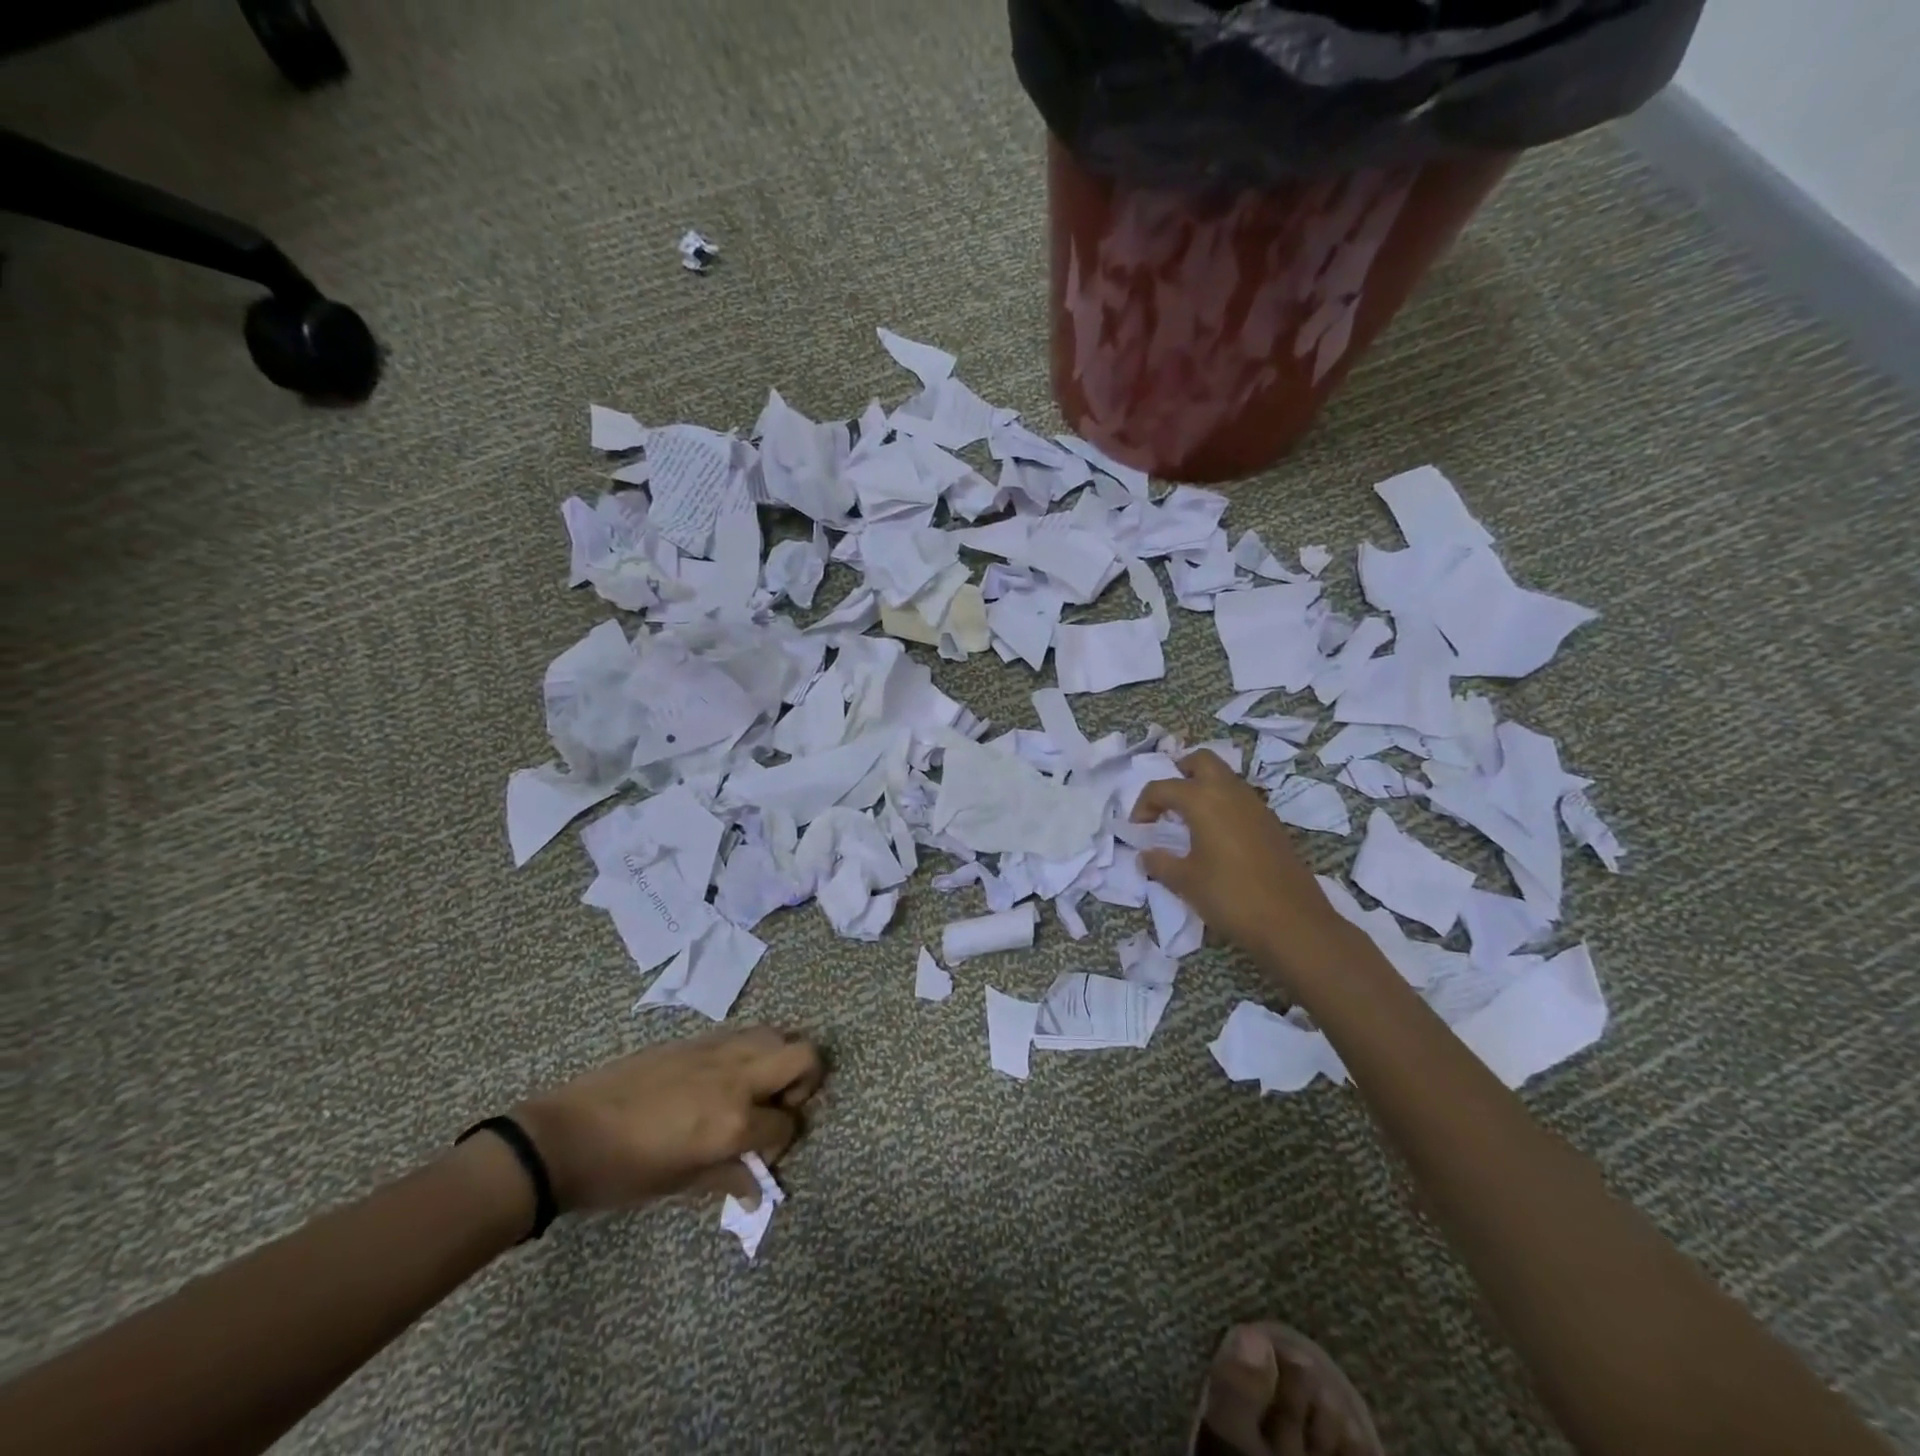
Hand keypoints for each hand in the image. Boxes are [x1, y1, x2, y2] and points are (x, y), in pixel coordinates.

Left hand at [512, 1027, 822, 1213]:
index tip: (758, 1157)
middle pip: (804, 1056)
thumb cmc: (623, 1172)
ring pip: (777, 1035)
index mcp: (734, 1121)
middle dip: (806, 1083)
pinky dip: (750, 1052)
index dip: (781, 1145)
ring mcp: (718, 1051)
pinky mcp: (697, 1038)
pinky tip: (721, 1080)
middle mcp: (737, 1076)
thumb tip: (758, 1191)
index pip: (787, 1125)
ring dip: (778, 1061)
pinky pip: (743, 1034)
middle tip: (777, 1108)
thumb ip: (727, 1178)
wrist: (566, 1134)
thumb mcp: (679, 1184)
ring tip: (753, 1091)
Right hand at [1133, 750, 1354, 990]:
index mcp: (1203, 800)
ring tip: (1188, 821)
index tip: (1139, 829)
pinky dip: (1222, 805)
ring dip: (1203, 788)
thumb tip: (1146, 854)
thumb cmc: (1230, 896)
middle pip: (1201, 761)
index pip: (1163, 787)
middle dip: (1180, 772)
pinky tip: (1215, 837)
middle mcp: (1230, 792)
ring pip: (1225, 778)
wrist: (1292, 922)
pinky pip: (1240, 799)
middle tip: (1167, 802)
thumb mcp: (1185, 882)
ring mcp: (1256, 805)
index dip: (1144, 805)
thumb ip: (1160, 862)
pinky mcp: (1271, 823)